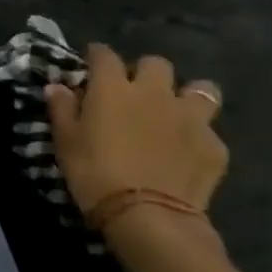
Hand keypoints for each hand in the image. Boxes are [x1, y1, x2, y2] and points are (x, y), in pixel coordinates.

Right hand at [44, 44, 227, 226]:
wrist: (147, 215)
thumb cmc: (94, 173)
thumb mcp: (65, 142)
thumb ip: (62, 109)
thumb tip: (57, 87)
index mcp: (113, 88)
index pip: (105, 55)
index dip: (97, 56)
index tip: (91, 62)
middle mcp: (154, 93)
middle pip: (156, 64)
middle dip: (145, 72)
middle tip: (134, 92)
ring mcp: (190, 118)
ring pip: (200, 89)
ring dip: (187, 96)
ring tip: (175, 113)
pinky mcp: (214, 145)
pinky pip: (209, 131)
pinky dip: (197, 137)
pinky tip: (186, 153)